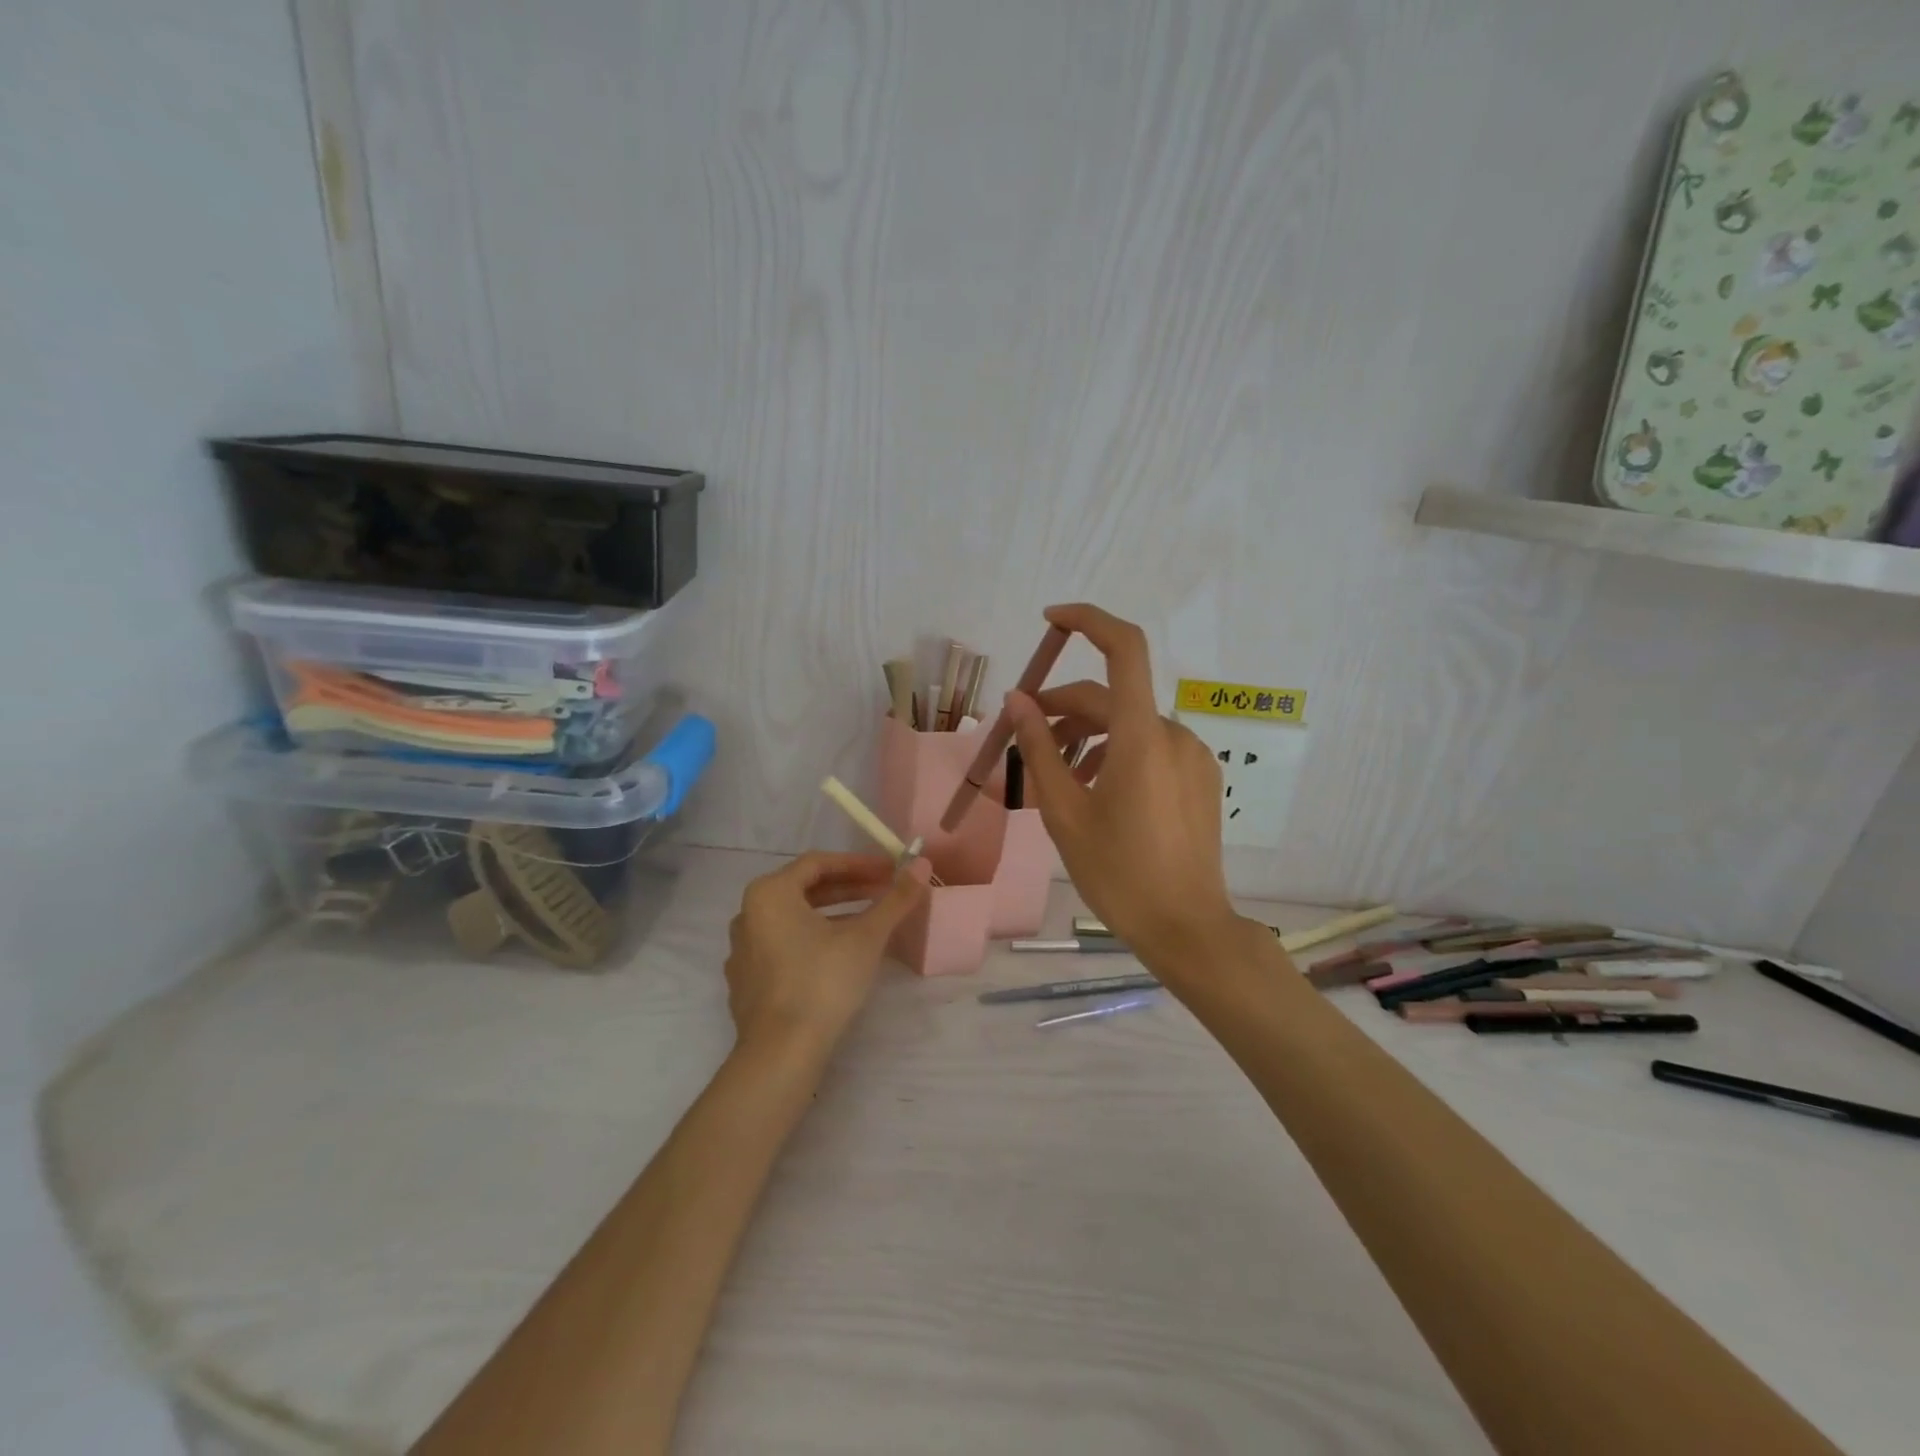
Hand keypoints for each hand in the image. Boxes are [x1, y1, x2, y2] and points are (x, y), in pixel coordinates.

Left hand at [725, 852, 924, 1057]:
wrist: (780, 1053)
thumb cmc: (822, 982)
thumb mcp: (866, 937)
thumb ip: (895, 899)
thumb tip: (921, 865)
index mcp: (769, 893)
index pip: (819, 863)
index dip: (858, 863)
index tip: (890, 870)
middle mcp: (748, 914)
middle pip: (804, 889)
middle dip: (848, 888)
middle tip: (884, 892)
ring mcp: (743, 950)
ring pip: (794, 919)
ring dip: (833, 914)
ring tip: (869, 921)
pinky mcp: (746, 981)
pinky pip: (783, 945)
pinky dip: (813, 940)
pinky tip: (839, 955)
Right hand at [1005, 604, 1240, 979]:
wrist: (1187, 927)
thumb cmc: (1117, 873)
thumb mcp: (1064, 812)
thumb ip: (1039, 749)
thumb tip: (1017, 700)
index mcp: (1142, 737)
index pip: (1123, 649)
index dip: (1088, 621)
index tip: (1050, 621)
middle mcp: (1174, 734)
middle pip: (1111, 699)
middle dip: (1064, 710)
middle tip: (1026, 740)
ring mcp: (1193, 757)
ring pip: (1130, 726)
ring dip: (1089, 737)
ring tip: (1058, 778)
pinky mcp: (1201, 779)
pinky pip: (1152, 749)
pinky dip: (1117, 754)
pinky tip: (1097, 791)